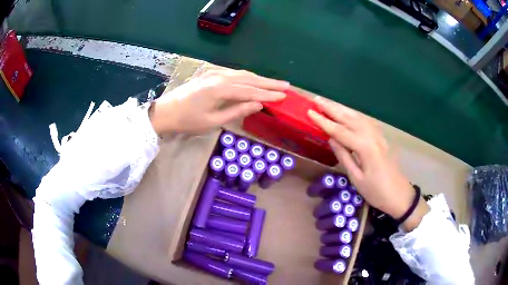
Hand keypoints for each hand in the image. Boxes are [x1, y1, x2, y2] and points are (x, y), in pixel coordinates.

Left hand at [149, 69, 288, 133]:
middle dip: (269, 82)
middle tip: (286, 85)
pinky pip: (233, 73)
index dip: (268, 94)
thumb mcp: (213, 121)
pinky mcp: (210, 73)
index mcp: (220, 89)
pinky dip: (246, 77)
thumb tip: (258, 104)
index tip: (284, 96)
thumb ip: (237, 111)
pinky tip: (252, 80)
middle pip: (249, 78)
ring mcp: (214, 73)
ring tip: (273, 83)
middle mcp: (219, 76)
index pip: (250, 91)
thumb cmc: (187, 121)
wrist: (165, 111)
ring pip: (242, 74)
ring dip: (259, 78)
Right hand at [308, 97, 428, 230]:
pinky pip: (366, 122)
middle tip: (316, 100)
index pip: (340, 131)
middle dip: (332, 108)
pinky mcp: (381, 138)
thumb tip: (331, 139)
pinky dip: (354, 115)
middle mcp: (372, 136)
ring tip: (328, 103)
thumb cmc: (376, 192)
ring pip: (358, 117)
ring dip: (342, 109)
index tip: (310, 112)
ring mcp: (378, 136)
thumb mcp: (357, 179)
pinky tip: (348, 113)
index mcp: (365, 148)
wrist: (399, 195)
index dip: (324, 121)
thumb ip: (344, 156)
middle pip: (349, 118)